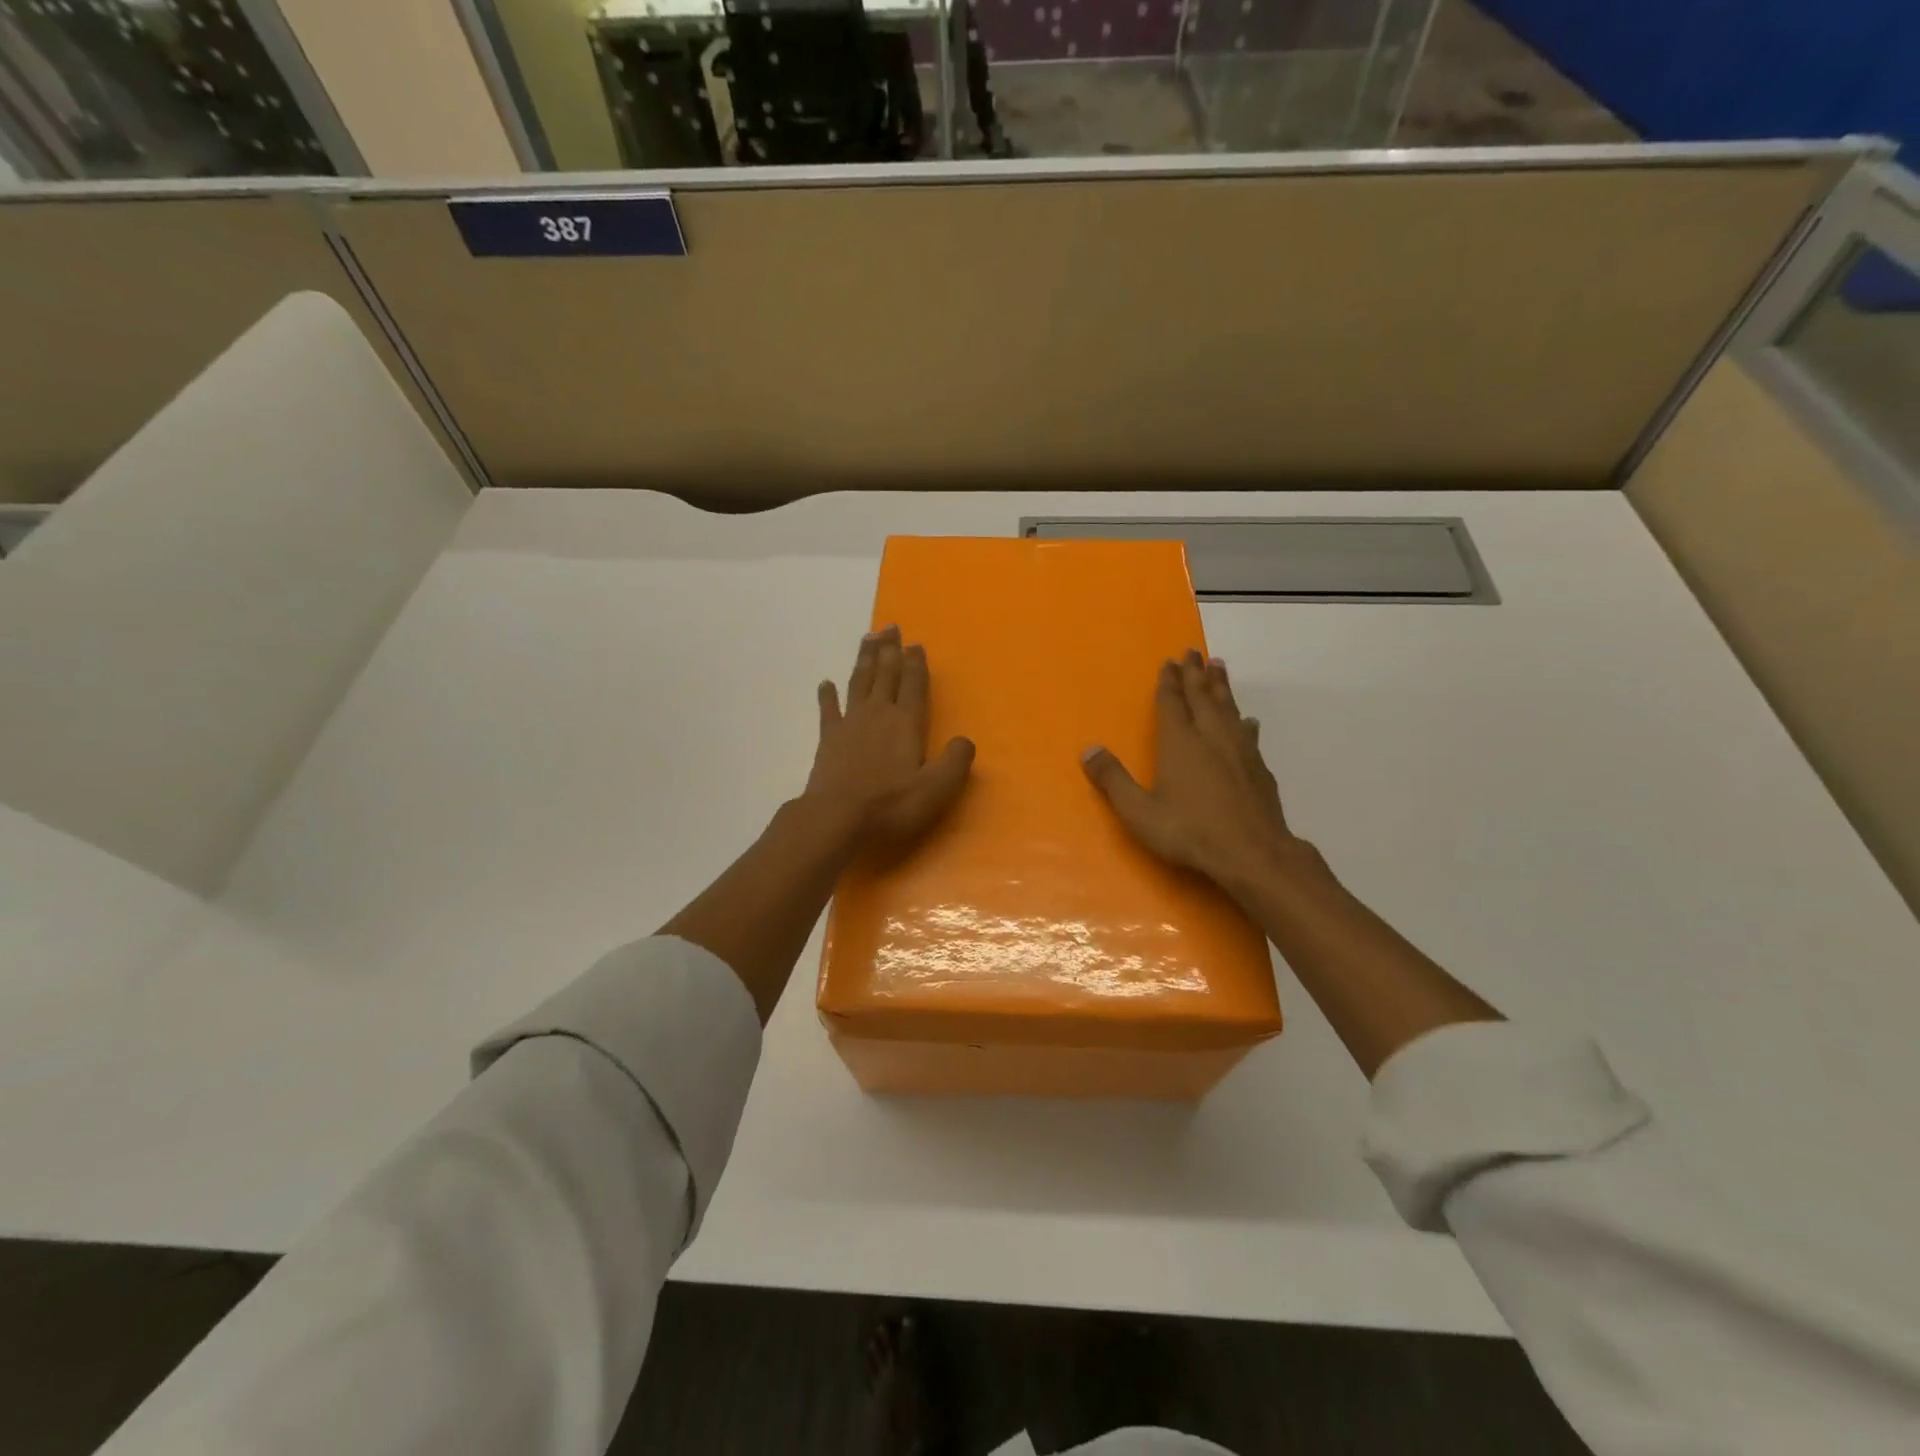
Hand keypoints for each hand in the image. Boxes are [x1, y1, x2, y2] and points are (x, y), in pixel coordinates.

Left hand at [804, 625, 975, 852]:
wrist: (837, 819)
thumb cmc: (891, 805)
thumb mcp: (936, 789)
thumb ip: (955, 762)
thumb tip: (965, 740)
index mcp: (907, 723)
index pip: (914, 685)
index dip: (916, 663)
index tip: (915, 643)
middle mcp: (878, 714)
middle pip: (885, 674)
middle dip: (890, 650)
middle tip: (890, 626)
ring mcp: (850, 724)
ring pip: (859, 682)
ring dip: (865, 659)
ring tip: (867, 638)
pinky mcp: (827, 739)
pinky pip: (828, 710)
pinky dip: (827, 695)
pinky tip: (826, 683)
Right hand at [1082, 650, 1306, 893]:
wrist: (1252, 854)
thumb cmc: (1189, 831)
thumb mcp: (1139, 812)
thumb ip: (1114, 780)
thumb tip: (1088, 750)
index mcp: (1179, 743)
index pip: (1172, 703)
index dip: (1169, 681)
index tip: (1170, 661)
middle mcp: (1210, 737)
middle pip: (1202, 697)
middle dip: (1196, 673)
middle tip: (1194, 652)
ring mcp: (1239, 751)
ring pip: (1228, 708)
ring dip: (1221, 687)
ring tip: (1219, 667)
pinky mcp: (1259, 768)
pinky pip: (1249, 734)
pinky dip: (1244, 721)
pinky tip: (1248, 721)